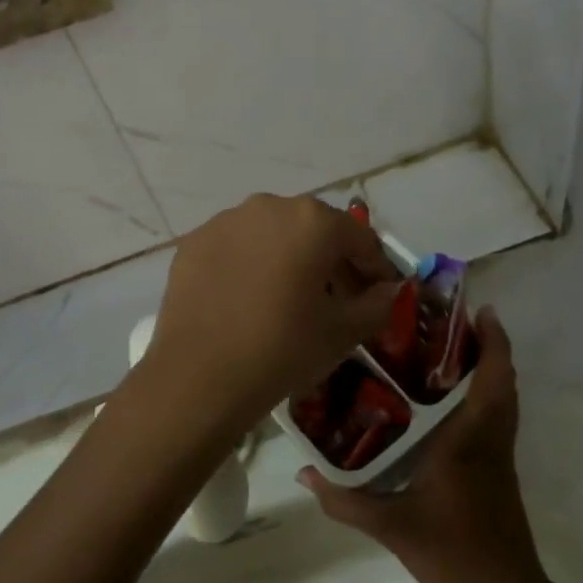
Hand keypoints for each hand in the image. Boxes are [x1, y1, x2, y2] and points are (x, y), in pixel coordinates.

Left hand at [131, 194, 399, 445]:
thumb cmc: (282, 349)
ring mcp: (225, 221)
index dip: (376, 268)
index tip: (381, 295)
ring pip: (271, 234)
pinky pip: (235, 247)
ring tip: (289, 299)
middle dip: (331, 260)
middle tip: (338, 299)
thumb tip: (389, 290)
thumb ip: (377, 304)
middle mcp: (269, 206)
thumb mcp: (343, 332)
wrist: (199, 376)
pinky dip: (250, 265)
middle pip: (314, 230)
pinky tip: (248, 300)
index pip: (359, 238)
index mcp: (313, 221)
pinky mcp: (194, 242)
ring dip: (288, 258)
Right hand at [301, 309, 548, 582]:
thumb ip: (345, 500)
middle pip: (502, 380)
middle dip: (487, 344)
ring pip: (503, 397)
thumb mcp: (390, 527)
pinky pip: (497, 415)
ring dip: (488, 366)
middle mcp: (490, 438)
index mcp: (469, 440)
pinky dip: (485, 392)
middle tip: (450, 319)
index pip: (492, 380)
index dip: (493, 342)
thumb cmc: (451, 553)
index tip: (480, 309)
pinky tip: (448, 397)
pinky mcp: (499, 468)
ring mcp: (500, 454)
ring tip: (449, 346)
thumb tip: (304, 470)